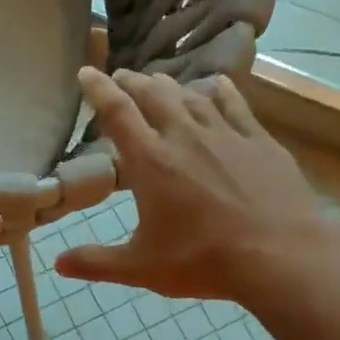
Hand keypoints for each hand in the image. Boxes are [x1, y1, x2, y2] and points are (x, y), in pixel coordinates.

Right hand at [56, 68, 339, 303]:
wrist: (281, 256)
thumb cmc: (204, 260)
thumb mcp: (141, 267)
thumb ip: (96, 262)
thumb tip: (58, 264)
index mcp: (151, 162)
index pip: (117, 112)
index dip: (98, 89)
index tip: (85, 72)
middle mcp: (185, 136)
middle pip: (154, 95)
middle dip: (133, 82)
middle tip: (121, 77)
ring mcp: (226, 135)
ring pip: (191, 95)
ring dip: (170, 85)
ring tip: (159, 81)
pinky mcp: (260, 141)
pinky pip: (235, 105)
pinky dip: (218, 91)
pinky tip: (214, 85)